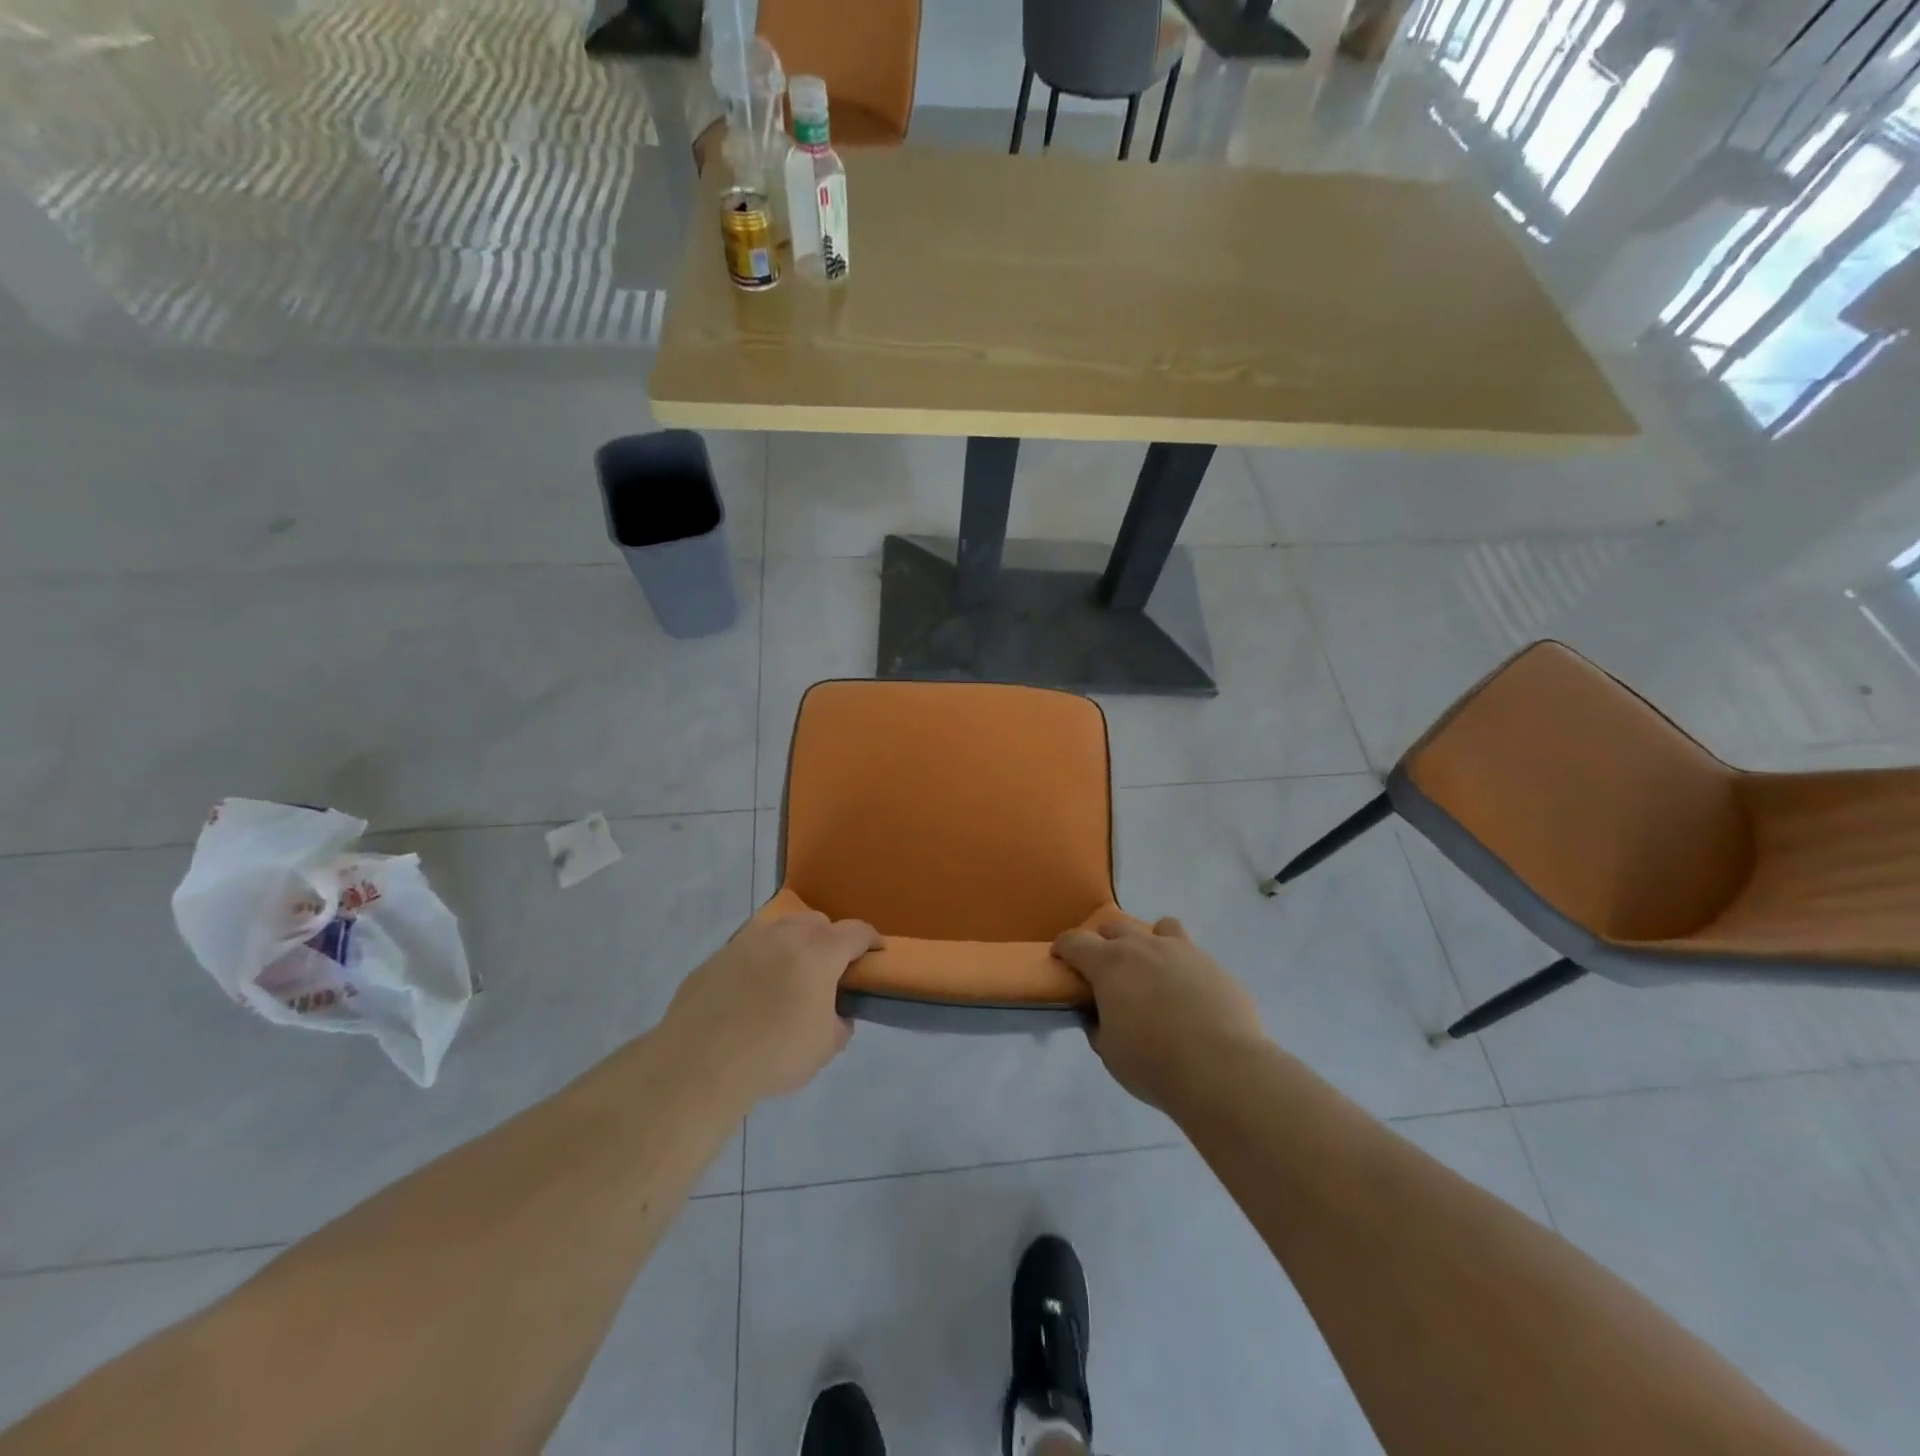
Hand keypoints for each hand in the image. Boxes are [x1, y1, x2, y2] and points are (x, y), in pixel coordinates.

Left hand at [664, 911, 881, 1105]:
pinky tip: (750, 993)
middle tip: (829, 970)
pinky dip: (758, 962)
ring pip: (779, 929)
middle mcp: (785, 935)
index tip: (875, 952)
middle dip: (829, 940)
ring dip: (792, 945)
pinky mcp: (715, 957)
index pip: (856, 932)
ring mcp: (746, 941)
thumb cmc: (774, 1053)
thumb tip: (836, 1014)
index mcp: (820, 951)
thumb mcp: (824, 1048)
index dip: (871, 940)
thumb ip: (839, 1024)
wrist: (699, 1063)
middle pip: (817, 922)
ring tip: (788, 976)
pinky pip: (747, 950)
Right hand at [1052, 917, 1264, 1109]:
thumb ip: (1099, 1026)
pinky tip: (1189, 997)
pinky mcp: (1214, 966)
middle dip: (1104, 943)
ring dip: (1149, 942)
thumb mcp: (1109, 1052)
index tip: (1061, 959)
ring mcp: (1183, 951)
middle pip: (1115, 927)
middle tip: (1106, 971)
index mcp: (1110, 964)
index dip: (1064, 947)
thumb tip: (1100, 1015)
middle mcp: (1144, 946)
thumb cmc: (1154, 1063)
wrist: (1223, 1069)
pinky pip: (1193, 955)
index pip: (1075, 941)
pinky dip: (1183, 968)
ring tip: (1153, 971)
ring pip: (1160, 927)